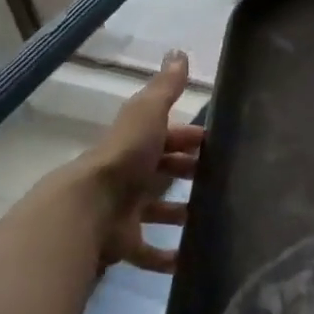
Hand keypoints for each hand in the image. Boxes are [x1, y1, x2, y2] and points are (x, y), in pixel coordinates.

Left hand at [83, 50, 203, 272]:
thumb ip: (165, 88)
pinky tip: (190, 261)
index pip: (168, 137)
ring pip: (158, 211)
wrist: (89, 208)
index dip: (191, 139)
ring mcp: (125, 211)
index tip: (220, 146)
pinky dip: (167, 258)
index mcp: (137, 145)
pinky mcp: (124, 243)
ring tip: (214, 219)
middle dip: (189, 174)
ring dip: (181, 213)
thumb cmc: (124, 158)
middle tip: (224, 182)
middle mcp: (130, 176)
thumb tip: (178, 52)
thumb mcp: (147, 115)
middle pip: (164, 173)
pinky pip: (149, 252)